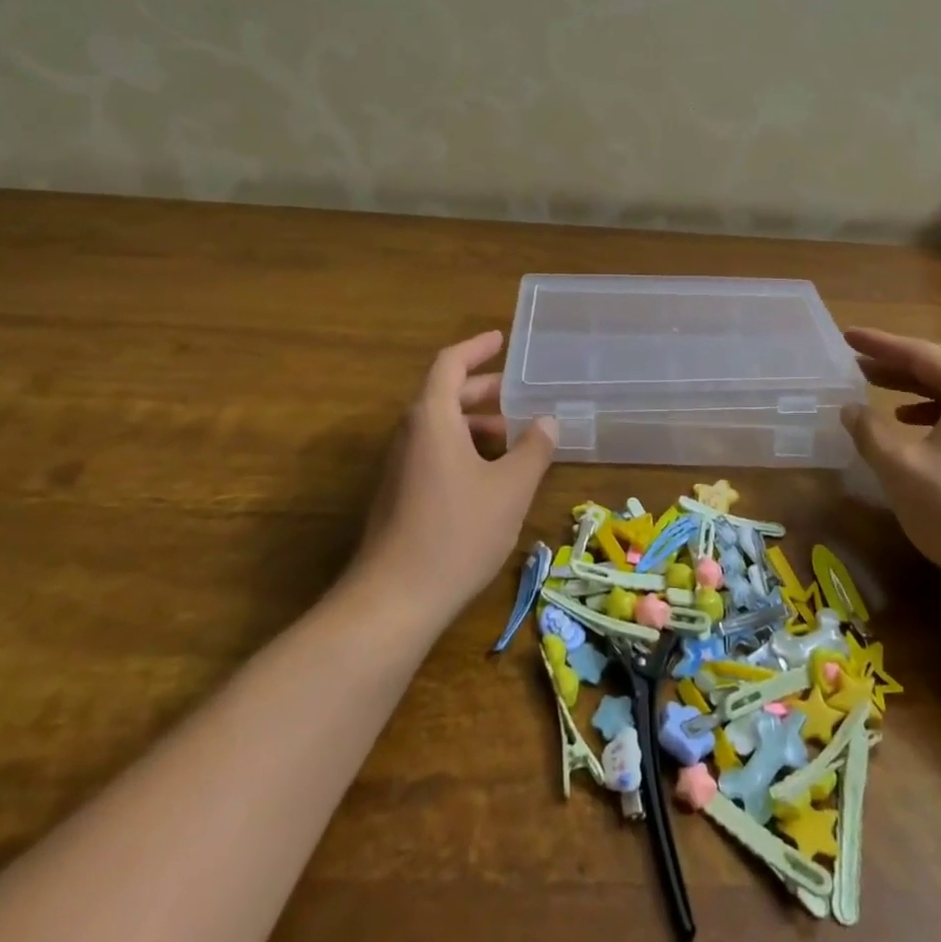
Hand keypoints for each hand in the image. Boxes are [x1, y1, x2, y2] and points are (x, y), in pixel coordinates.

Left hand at [353, 330, 557, 620]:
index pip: (450, 364)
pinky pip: (434, 453)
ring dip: (476, 424)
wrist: (393, 602)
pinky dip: (464, 449)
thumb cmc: (456, 533)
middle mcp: (410, 434)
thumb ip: (534, 449)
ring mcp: (399, 467)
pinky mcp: (398, 496)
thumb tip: (548, 421)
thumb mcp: (510, 489)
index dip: (476, 348)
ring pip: (440, 427)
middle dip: (483, 389)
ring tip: (514, 438)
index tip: (500, 340)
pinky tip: (491, 477)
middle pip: (445, 395)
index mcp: (432, 418)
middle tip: (518, 393)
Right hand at [840, 328, 940, 607]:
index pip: (920, 353)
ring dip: (912, 383)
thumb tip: (850, 408)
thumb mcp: (899, 465)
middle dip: (898, 360)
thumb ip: (869, 430)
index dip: (879, 344)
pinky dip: (930, 407)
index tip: (847, 336)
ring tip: (874, 385)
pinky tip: (906, 422)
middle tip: (860, 361)